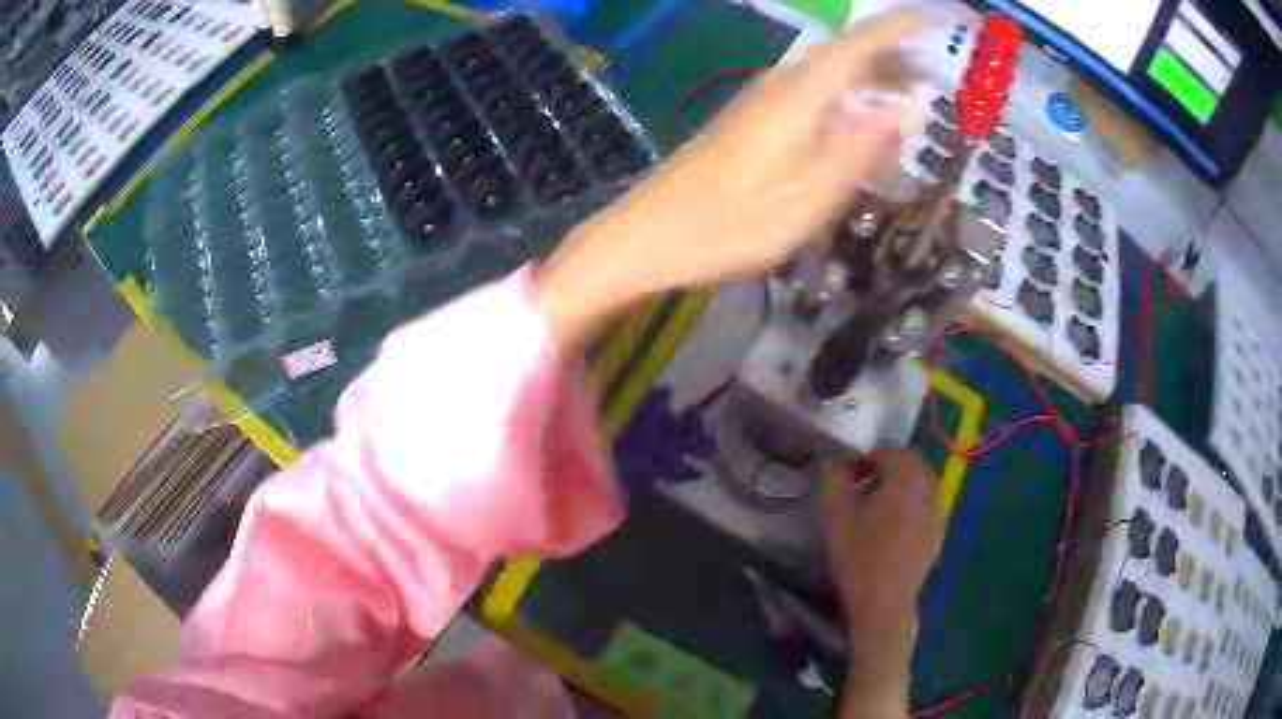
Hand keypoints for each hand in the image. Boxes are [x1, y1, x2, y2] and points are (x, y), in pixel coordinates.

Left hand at [536, 10, 927, 345]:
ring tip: (903, 93)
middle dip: (888, 56)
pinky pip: (808, 94)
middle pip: (840, 57)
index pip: (855, 48)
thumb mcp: (804, 200)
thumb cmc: (724, 226)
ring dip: (866, 75)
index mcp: (797, 100)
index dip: (894, 29)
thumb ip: (856, 151)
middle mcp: (778, 89)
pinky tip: (851, 118)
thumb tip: (901, 111)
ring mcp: (758, 104)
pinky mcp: (748, 122)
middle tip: (929, 72)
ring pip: (824, 74)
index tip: (927, 16)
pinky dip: (841, 96)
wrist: (645, 236)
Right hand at [821, 450, 942, 711]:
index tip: (848, 475)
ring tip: (875, 510)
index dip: (867, 458)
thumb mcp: (836, 517)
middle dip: (887, 470)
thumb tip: (834, 462)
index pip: (891, 452)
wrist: (885, 603)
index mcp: (908, 478)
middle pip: (911, 466)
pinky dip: (910, 508)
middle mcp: (930, 490)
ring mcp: (937, 513)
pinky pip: (924, 508)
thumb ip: (835, 481)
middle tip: (861, 488)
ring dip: (899, 488)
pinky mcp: (938, 535)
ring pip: (920, 487)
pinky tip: (890, 531)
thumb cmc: (859, 557)